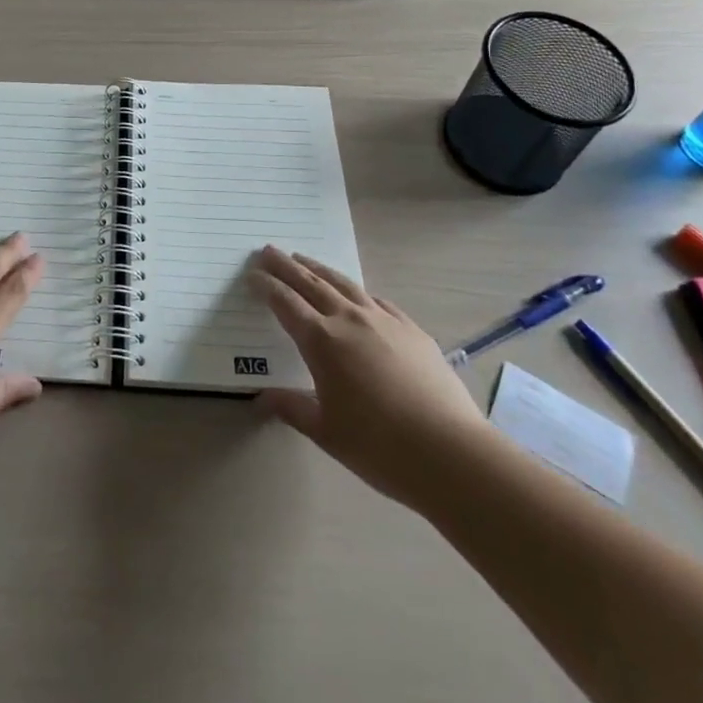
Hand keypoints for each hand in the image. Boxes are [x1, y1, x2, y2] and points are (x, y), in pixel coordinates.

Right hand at [250, 245, 490, 509]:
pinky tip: (357, 295)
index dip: (266, 286)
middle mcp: (348, 320)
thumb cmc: (379, 447)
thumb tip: (263, 398)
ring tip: (304, 259)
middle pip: (310, 283)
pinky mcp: (411, 329)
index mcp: (321, 341)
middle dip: (287, 266)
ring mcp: (383, 320)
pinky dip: (357, 291)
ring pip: (344, 284)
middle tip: (269, 250)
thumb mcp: (326, 432)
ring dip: (319, 269)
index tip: (252, 274)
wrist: (449, 452)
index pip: (285, 303)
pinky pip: (377, 300)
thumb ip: (292, 408)